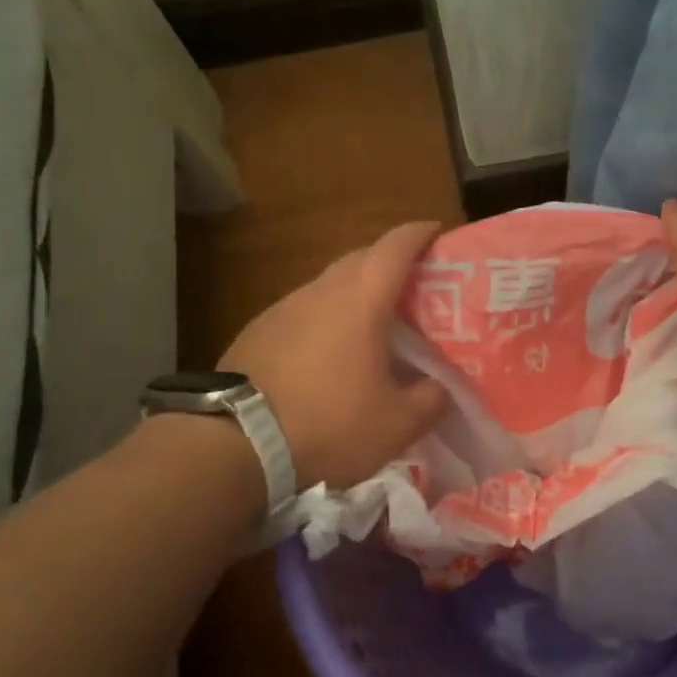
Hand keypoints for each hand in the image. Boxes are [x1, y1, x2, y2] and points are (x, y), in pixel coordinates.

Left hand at [219, 222, 449, 490]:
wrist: (234, 444)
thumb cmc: (328, 424)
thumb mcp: (397, 424)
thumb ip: (431, 399)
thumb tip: (442, 387)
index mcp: (361, 300)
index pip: (396, 247)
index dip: (420, 234)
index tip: (437, 232)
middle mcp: (321, 291)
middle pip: (361, 258)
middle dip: (390, 262)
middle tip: (415, 286)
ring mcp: (284, 308)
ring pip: (329, 285)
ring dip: (355, 293)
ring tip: (374, 324)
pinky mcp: (258, 330)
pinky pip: (304, 311)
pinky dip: (326, 318)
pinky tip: (330, 353)